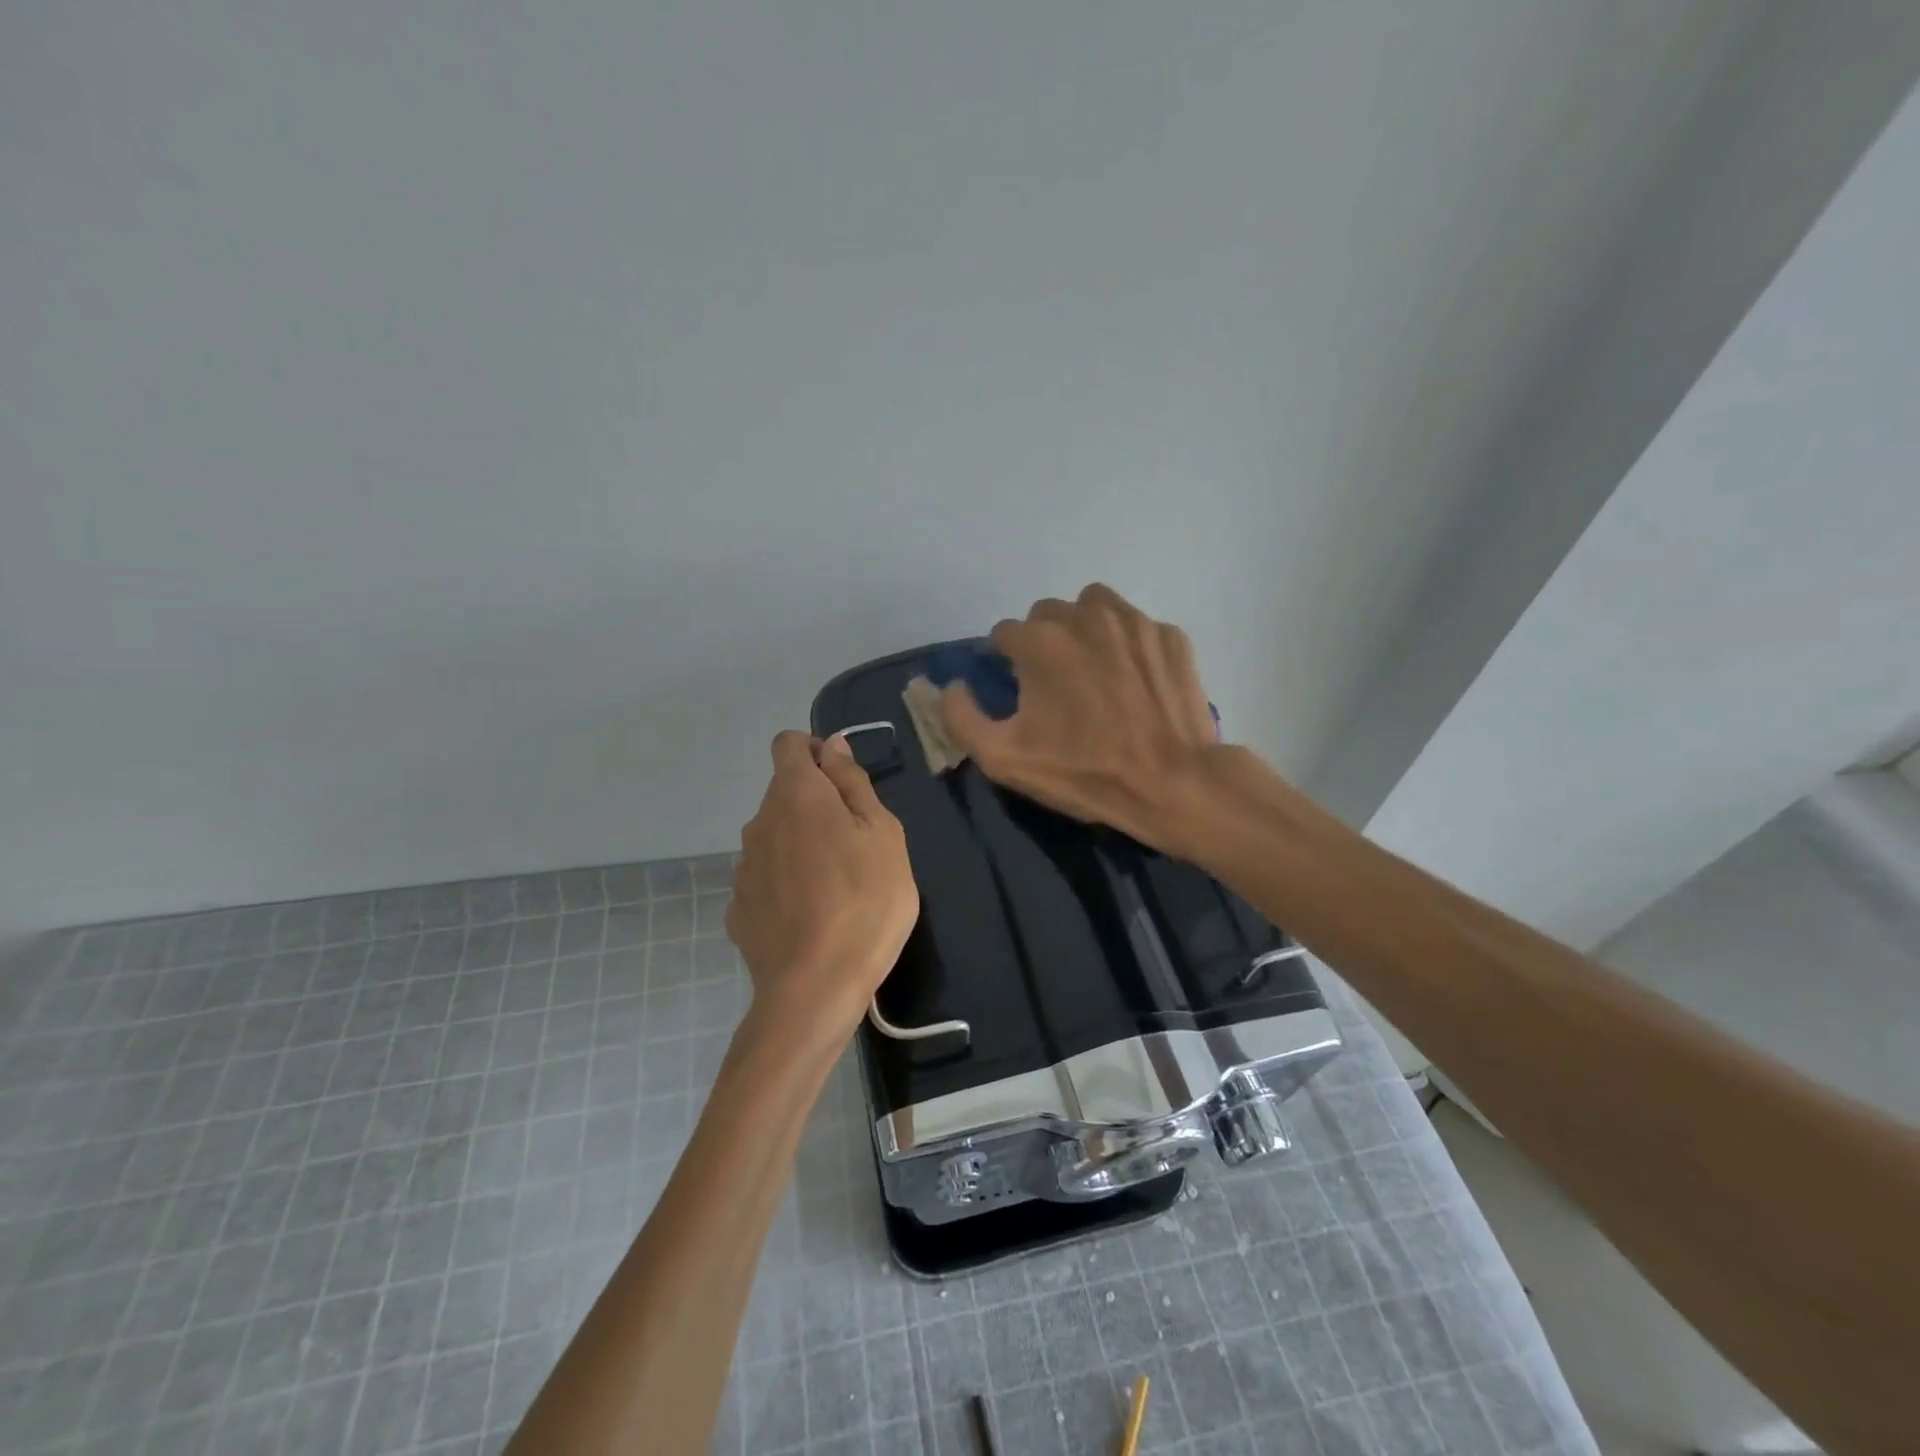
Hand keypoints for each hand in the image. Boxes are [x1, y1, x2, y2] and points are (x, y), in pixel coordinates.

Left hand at [727, 731, 919, 1044]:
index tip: (843, 782)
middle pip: (784, 793)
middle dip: (816, 804)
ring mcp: (743, 866)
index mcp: (796, 794)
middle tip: (856, 843)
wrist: (815, 987)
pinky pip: (766, 878)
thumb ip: (853, 783)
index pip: (788, 743)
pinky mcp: (738, 907)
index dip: (815, 751)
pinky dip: (786, 883)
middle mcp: (759, 821)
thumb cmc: (866, 901)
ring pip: (775, 837)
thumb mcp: (883, 834)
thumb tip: (832, 746)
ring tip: (836, 886)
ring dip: (801, 844)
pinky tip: (810, 915)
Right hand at [939, 583, 1224, 853]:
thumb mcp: (1004, 759)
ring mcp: (1133, 621)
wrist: (1173, 784)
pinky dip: (1126, 645)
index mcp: (1040, 641)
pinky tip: (1133, 681)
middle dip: (1042, 642)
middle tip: (1054, 684)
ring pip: (1092, 607)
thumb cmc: (1084, 773)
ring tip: (1091, 670)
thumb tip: (952, 687)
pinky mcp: (1170, 635)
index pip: (1004, 633)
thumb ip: (961, 718)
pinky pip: (1135, 626)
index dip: (1003, 661)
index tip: (1015, 690)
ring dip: (1083, 629)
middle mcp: (1085, 616)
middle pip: (1047, 614)